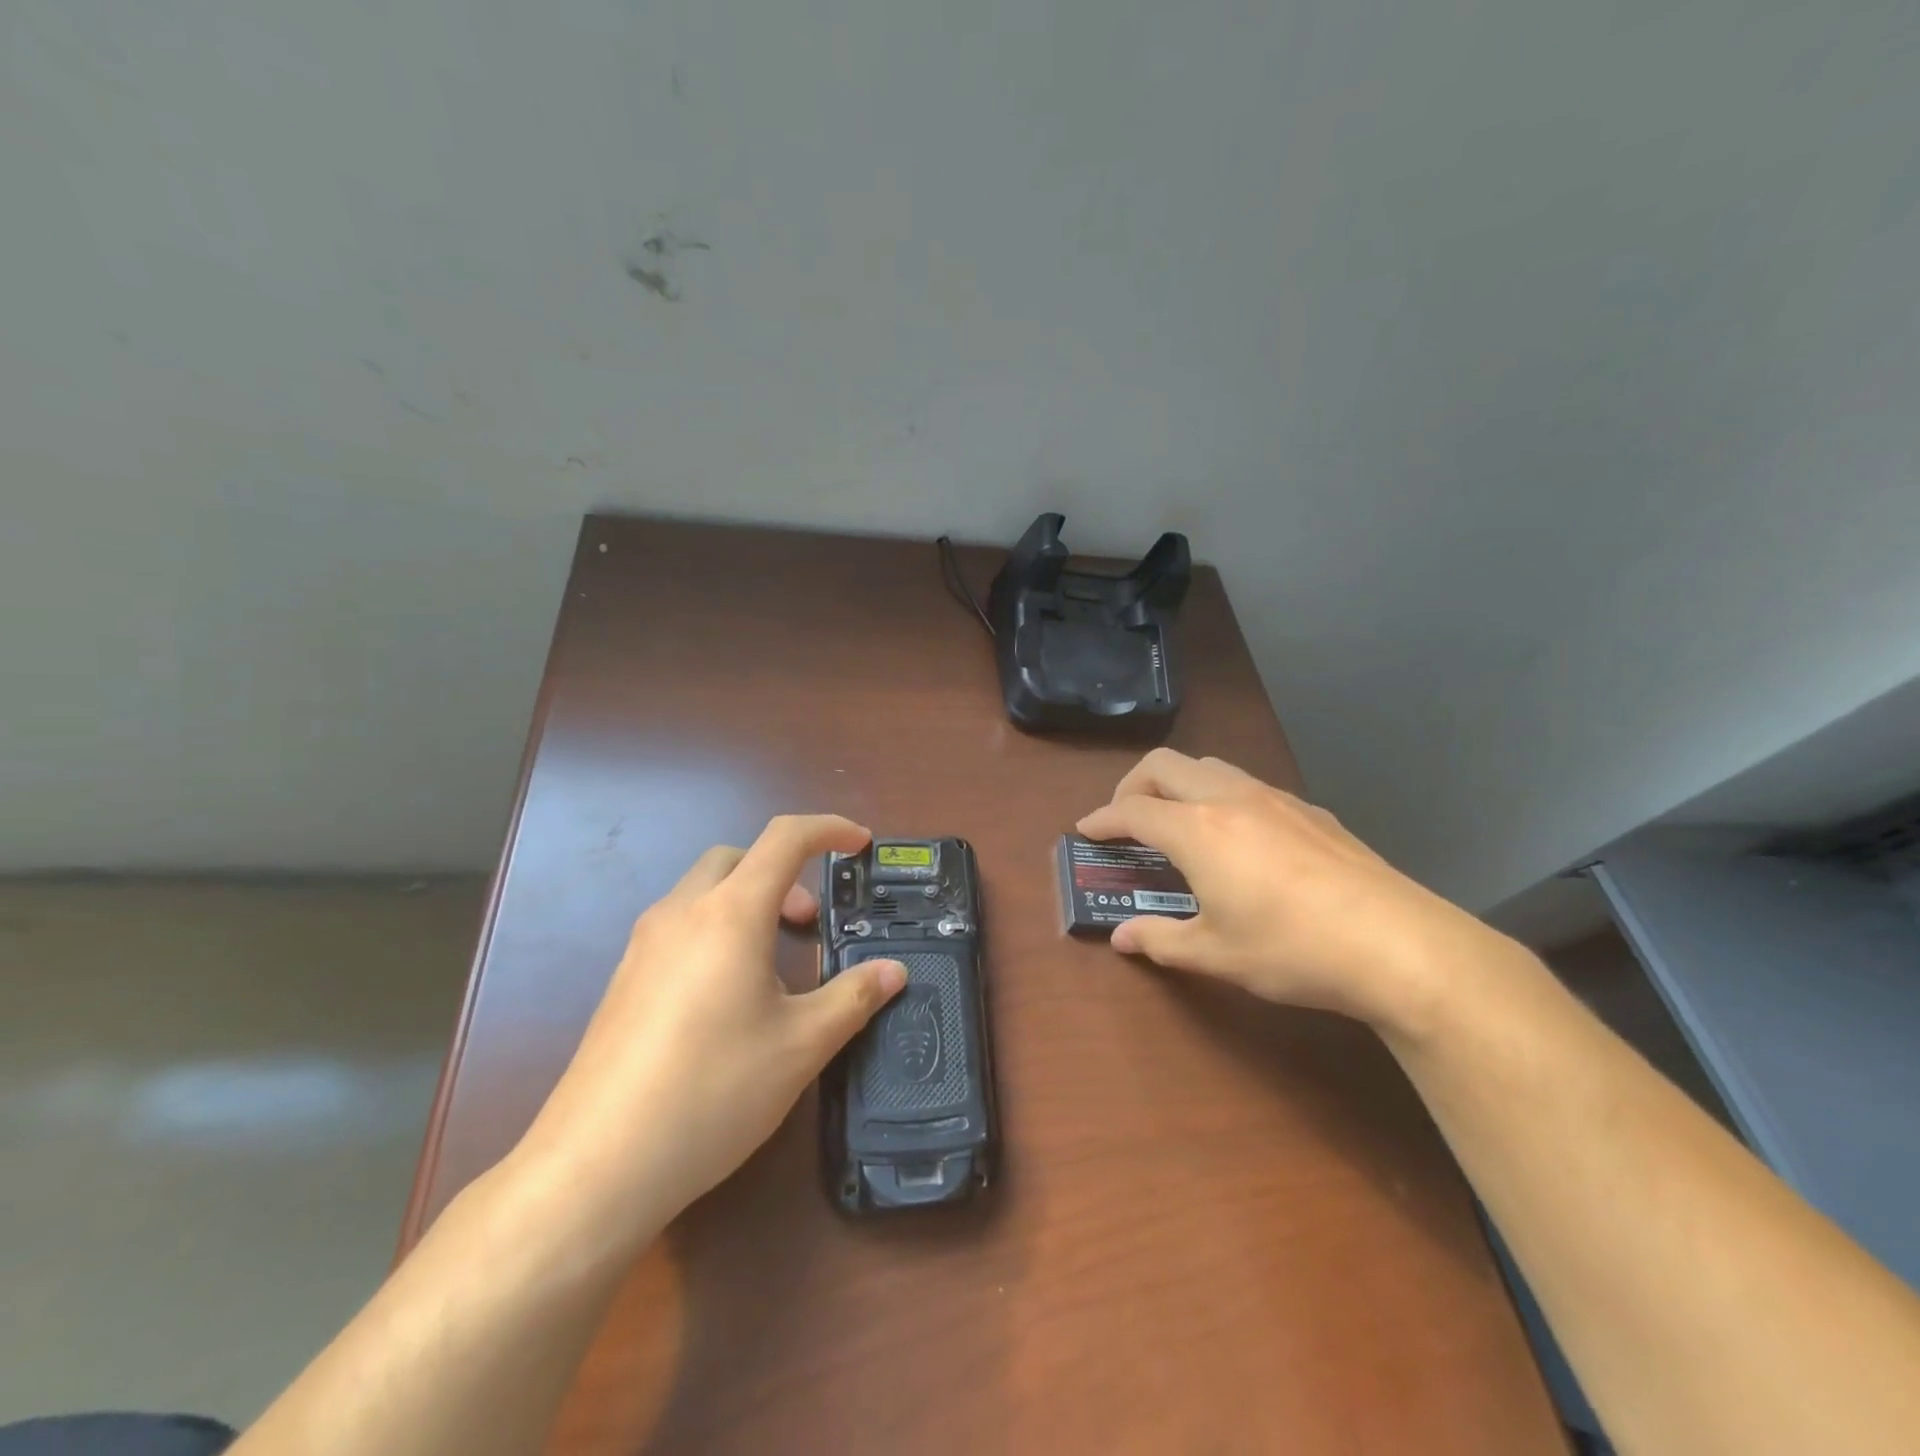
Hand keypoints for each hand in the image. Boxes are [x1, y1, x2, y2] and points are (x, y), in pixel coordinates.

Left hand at [520, 815, 905, 1233]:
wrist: (596, 1166)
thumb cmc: (713, 1089)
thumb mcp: (801, 1045)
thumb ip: (854, 998)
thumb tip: (893, 971)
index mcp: (730, 913)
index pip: (785, 839)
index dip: (829, 828)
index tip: (860, 844)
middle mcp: (681, 913)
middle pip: (737, 857)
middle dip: (783, 872)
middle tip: (810, 923)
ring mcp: (643, 946)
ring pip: (704, 891)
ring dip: (748, 902)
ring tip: (774, 966)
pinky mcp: (623, 980)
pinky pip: (680, 927)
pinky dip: (717, 931)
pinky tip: (728, 998)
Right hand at [1077, 749, 1512, 1034]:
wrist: (1397, 944)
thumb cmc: (1292, 949)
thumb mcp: (1215, 954)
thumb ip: (1160, 940)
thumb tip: (1122, 938)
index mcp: (1198, 830)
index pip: (1133, 809)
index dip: (1102, 818)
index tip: (1085, 829)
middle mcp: (1230, 799)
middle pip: (1165, 764)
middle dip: (1133, 784)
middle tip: (1126, 818)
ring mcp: (1275, 799)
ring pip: (1210, 766)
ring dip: (1179, 783)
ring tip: (1178, 821)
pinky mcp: (1311, 811)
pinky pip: (1249, 784)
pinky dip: (1221, 796)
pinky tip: (1239, 837)